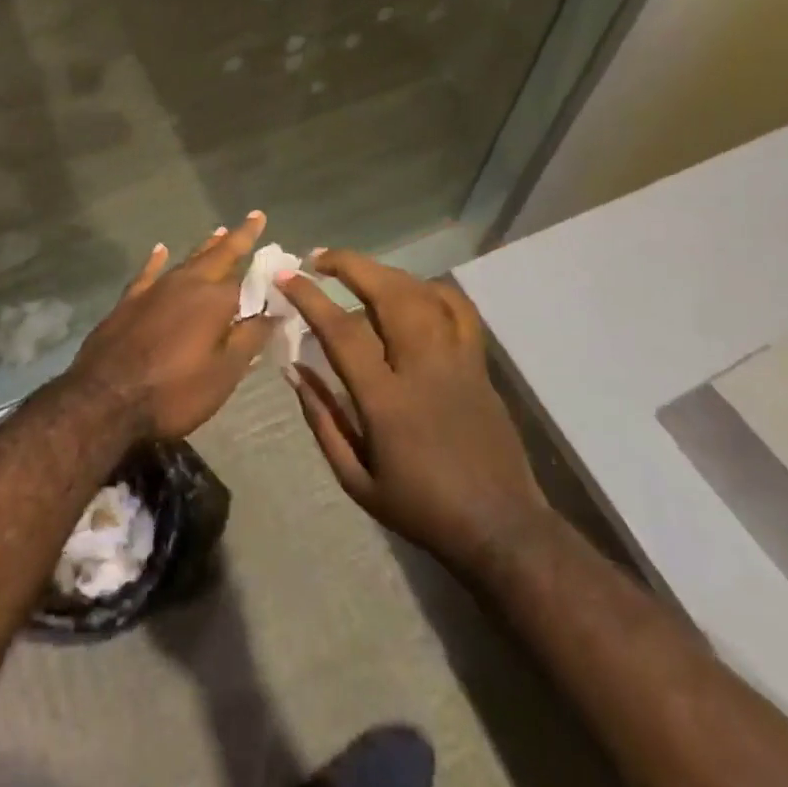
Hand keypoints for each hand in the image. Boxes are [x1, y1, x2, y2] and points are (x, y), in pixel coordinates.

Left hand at [65, 213, 271, 441]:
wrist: (105, 399)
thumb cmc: (174, 392)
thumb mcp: (224, 373)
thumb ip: (250, 338)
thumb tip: (276, 311)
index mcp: (214, 299)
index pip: (249, 279)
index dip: (266, 270)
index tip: (282, 255)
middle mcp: (186, 283)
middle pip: (218, 255)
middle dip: (238, 237)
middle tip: (254, 217)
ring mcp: (155, 289)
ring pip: (187, 260)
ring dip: (206, 246)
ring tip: (220, 231)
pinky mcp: (129, 301)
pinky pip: (149, 272)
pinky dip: (157, 260)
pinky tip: (160, 249)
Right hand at [280, 250, 550, 568]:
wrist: (500, 528)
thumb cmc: (421, 509)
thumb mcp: (356, 480)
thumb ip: (322, 419)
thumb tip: (293, 369)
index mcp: (387, 401)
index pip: (343, 332)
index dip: (311, 298)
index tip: (287, 276)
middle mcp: (423, 369)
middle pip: (389, 294)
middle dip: (350, 265)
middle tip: (318, 258)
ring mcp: (458, 361)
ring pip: (422, 293)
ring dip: (383, 272)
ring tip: (355, 270)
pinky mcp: (479, 363)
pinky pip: (458, 309)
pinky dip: (430, 288)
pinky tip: (409, 289)